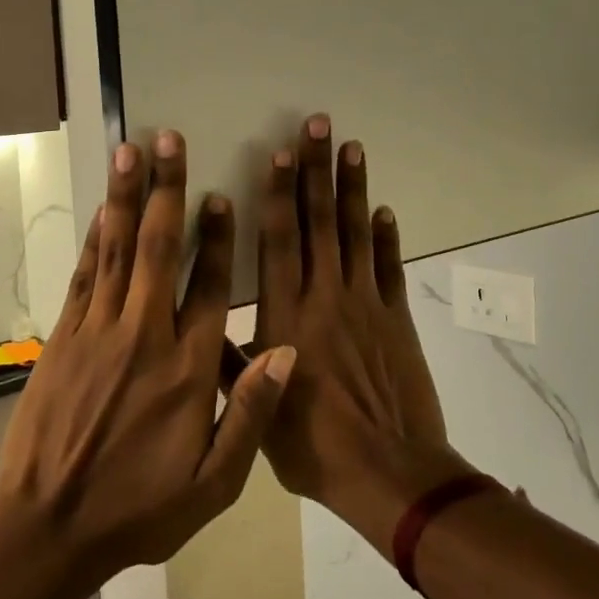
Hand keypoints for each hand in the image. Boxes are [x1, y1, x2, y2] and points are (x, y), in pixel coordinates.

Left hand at [0, 132, 296, 588]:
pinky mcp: (64, 338)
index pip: (211, 287)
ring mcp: (98, 332)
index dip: (217, 237)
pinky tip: (100, 212)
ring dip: (125, 197)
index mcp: (188, 369)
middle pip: (158, 248)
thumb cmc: (138, 510)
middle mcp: (144, 336)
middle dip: (165, 189)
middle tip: (167, 140)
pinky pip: (84, 276)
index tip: (220, 196)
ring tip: (129, 151)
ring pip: (116, 250)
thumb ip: (251, 414)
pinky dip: (94, 239)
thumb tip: (288, 351)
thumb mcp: (213, 484)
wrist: (47, 529)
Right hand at [253, 115, 459, 549]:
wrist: (388, 473)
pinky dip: (387, 238)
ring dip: (353, 189)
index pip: (280, 241)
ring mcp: (366, 304)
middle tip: (318, 124)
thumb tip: (202, 324)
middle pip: (320, 222)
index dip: (279, 194)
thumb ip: (230, 363)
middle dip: (317, 170)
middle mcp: (326, 297)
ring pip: (356, 234)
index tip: (280, 153)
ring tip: (352, 147)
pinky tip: (384, 211)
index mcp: (287, 315)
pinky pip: (390, 269)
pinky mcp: (396, 319)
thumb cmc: (313, 446)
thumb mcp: (256, 411)